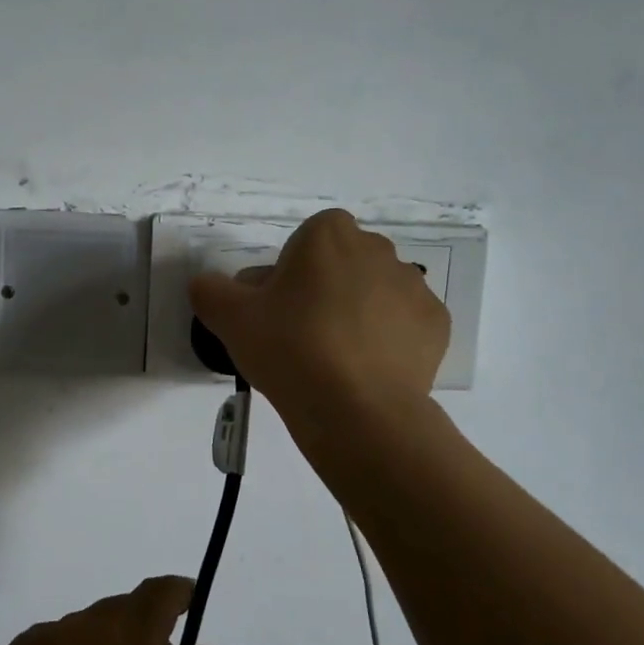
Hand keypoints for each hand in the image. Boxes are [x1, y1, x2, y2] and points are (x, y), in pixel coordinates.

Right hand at [188, 208, 450, 415]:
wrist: (357, 409)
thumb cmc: (290, 348)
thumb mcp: (230, 318)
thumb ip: (210, 291)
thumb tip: (206, 285)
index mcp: (329, 234)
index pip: (307, 239)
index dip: (290, 272)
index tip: (278, 309)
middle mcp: (378, 249)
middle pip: (343, 263)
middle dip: (326, 289)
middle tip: (301, 336)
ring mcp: (413, 286)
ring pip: (375, 292)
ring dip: (358, 313)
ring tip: (335, 360)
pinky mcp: (436, 324)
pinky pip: (403, 324)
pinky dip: (388, 340)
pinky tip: (366, 370)